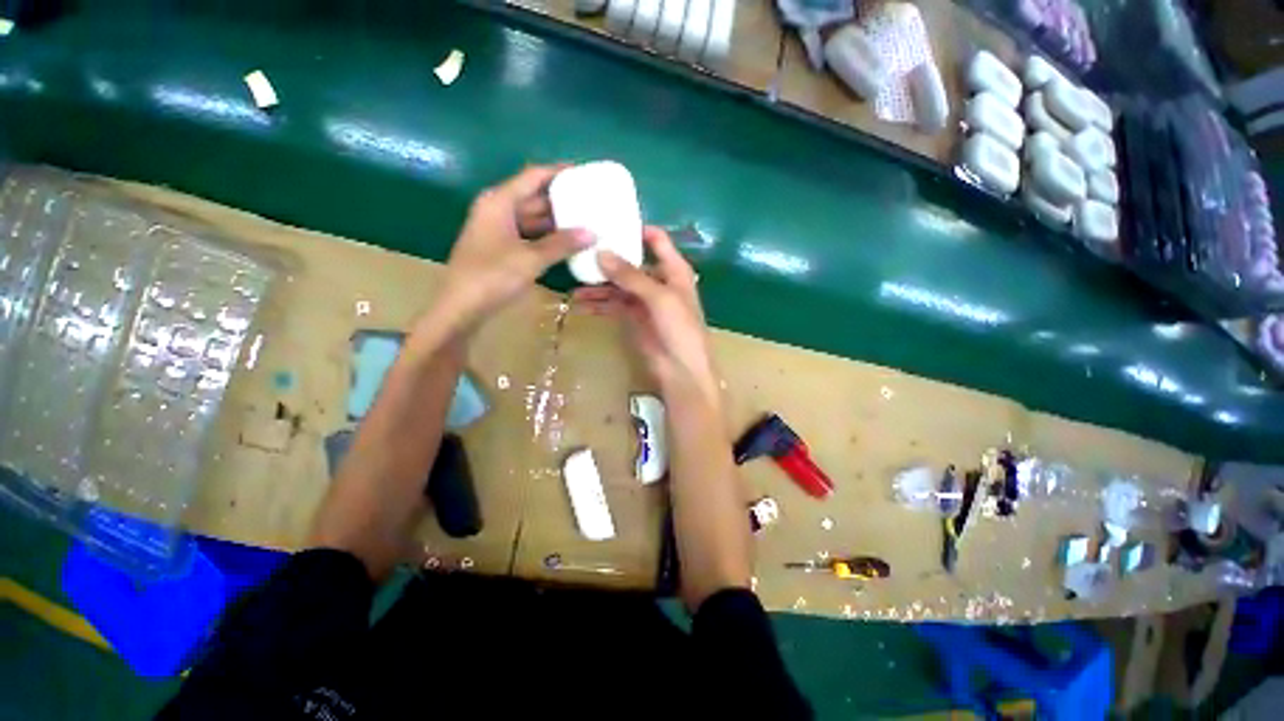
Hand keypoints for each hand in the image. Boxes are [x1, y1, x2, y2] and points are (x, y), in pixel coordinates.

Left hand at [431, 165, 592, 335]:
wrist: (461, 307)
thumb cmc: (492, 276)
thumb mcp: (531, 258)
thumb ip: (562, 244)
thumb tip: (592, 233)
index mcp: (500, 201)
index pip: (534, 176)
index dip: (559, 172)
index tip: (585, 173)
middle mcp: (498, 210)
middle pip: (534, 197)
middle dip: (562, 199)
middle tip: (591, 202)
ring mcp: (499, 230)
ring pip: (533, 219)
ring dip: (557, 221)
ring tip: (586, 222)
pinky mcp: (501, 248)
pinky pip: (530, 236)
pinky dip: (548, 238)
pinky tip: (568, 243)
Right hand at [573, 227, 718, 405]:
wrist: (682, 370)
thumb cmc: (680, 329)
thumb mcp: (659, 298)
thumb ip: (631, 276)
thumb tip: (601, 253)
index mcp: (674, 270)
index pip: (656, 240)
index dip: (636, 229)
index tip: (608, 222)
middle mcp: (659, 281)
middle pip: (632, 262)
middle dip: (609, 259)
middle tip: (580, 252)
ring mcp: (645, 301)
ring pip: (619, 285)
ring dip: (599, 285)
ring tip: (574, 284)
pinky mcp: (634, 318)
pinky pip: (614, 305)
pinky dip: (599, 304)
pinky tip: (581, 304)